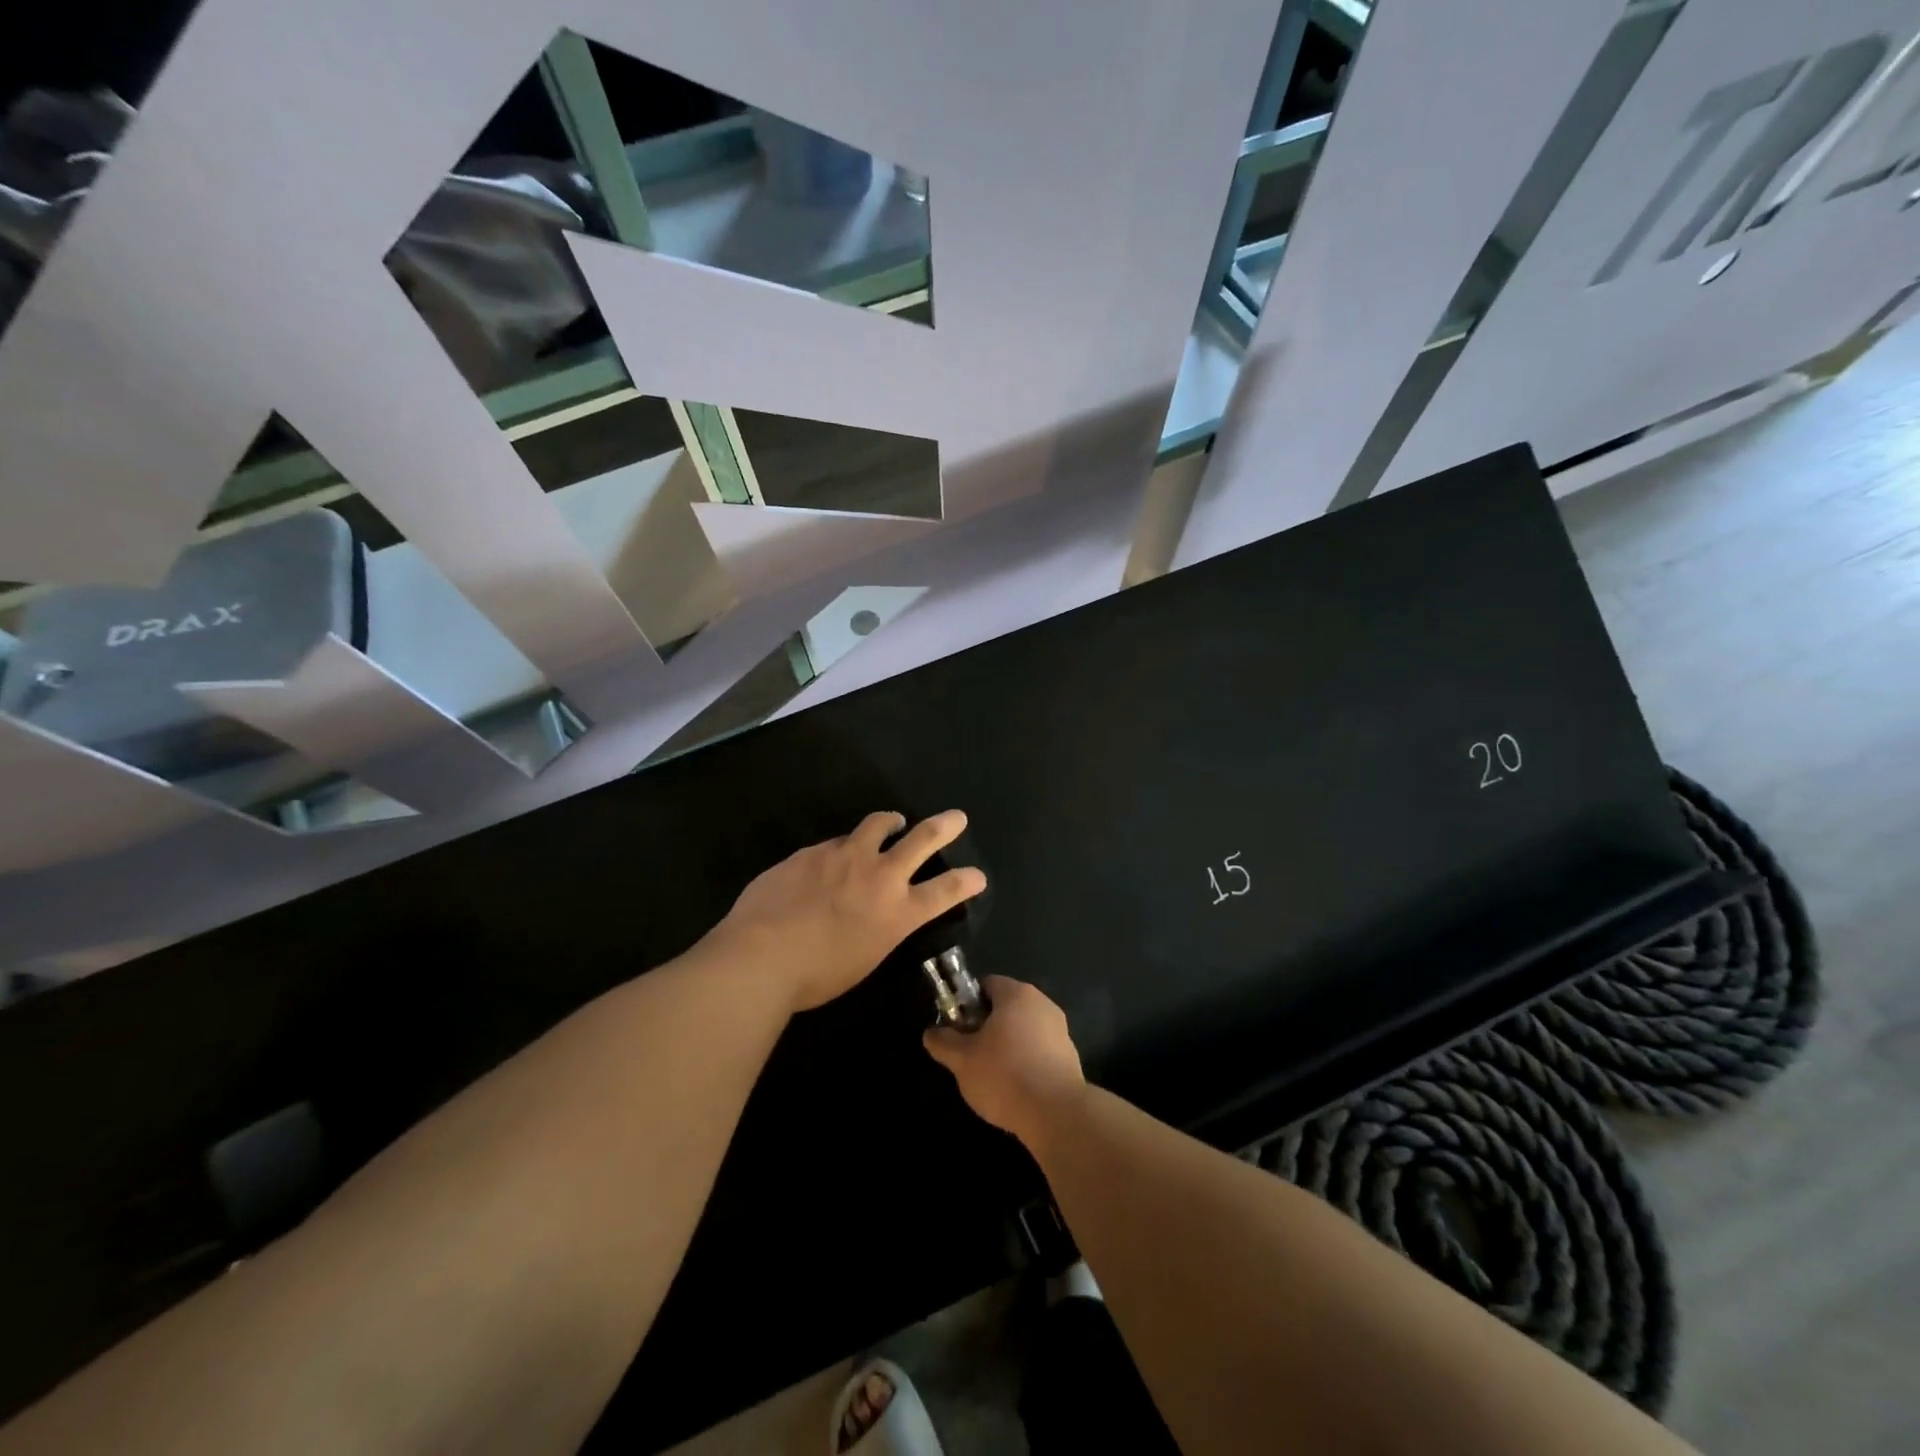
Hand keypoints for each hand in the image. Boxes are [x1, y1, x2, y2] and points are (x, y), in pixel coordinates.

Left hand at [707, 810, 986, 1013]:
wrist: (762, 956)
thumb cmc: (815, 977)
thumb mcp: (862, 960)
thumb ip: (875, 930)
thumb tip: (870, 915)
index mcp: (897, 913)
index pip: (945, 892)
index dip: (966, 882)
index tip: (977, 875)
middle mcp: (879, 876)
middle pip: (922, 840)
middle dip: (943, 827)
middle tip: (956, 818)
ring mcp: (845, 856)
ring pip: (877, 825)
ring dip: (890, 822)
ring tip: (892, 821)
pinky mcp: (814, 850)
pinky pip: (835, 843)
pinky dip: (843, 848)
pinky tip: (831, 859)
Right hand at [923, 976, 1085, 1147]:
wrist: (1056, 1113)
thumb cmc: (1004, 1075)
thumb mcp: (962, 1060)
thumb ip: (943, 1042)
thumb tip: (931, 1033)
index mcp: (1017, 994)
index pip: (988, 984)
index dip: (969, 1003)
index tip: (959, 1028)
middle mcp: (1042, 1004)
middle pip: (1007, 1007)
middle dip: (987, 1026)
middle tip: (971, 1053)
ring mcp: (1060, 1030)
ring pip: (1024, 1030)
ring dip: (1008, 1045)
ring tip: (992, 1076)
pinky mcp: (1070, 1057)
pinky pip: (1040, 1051)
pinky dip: (1026, 1062)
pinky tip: (1016, 1088)